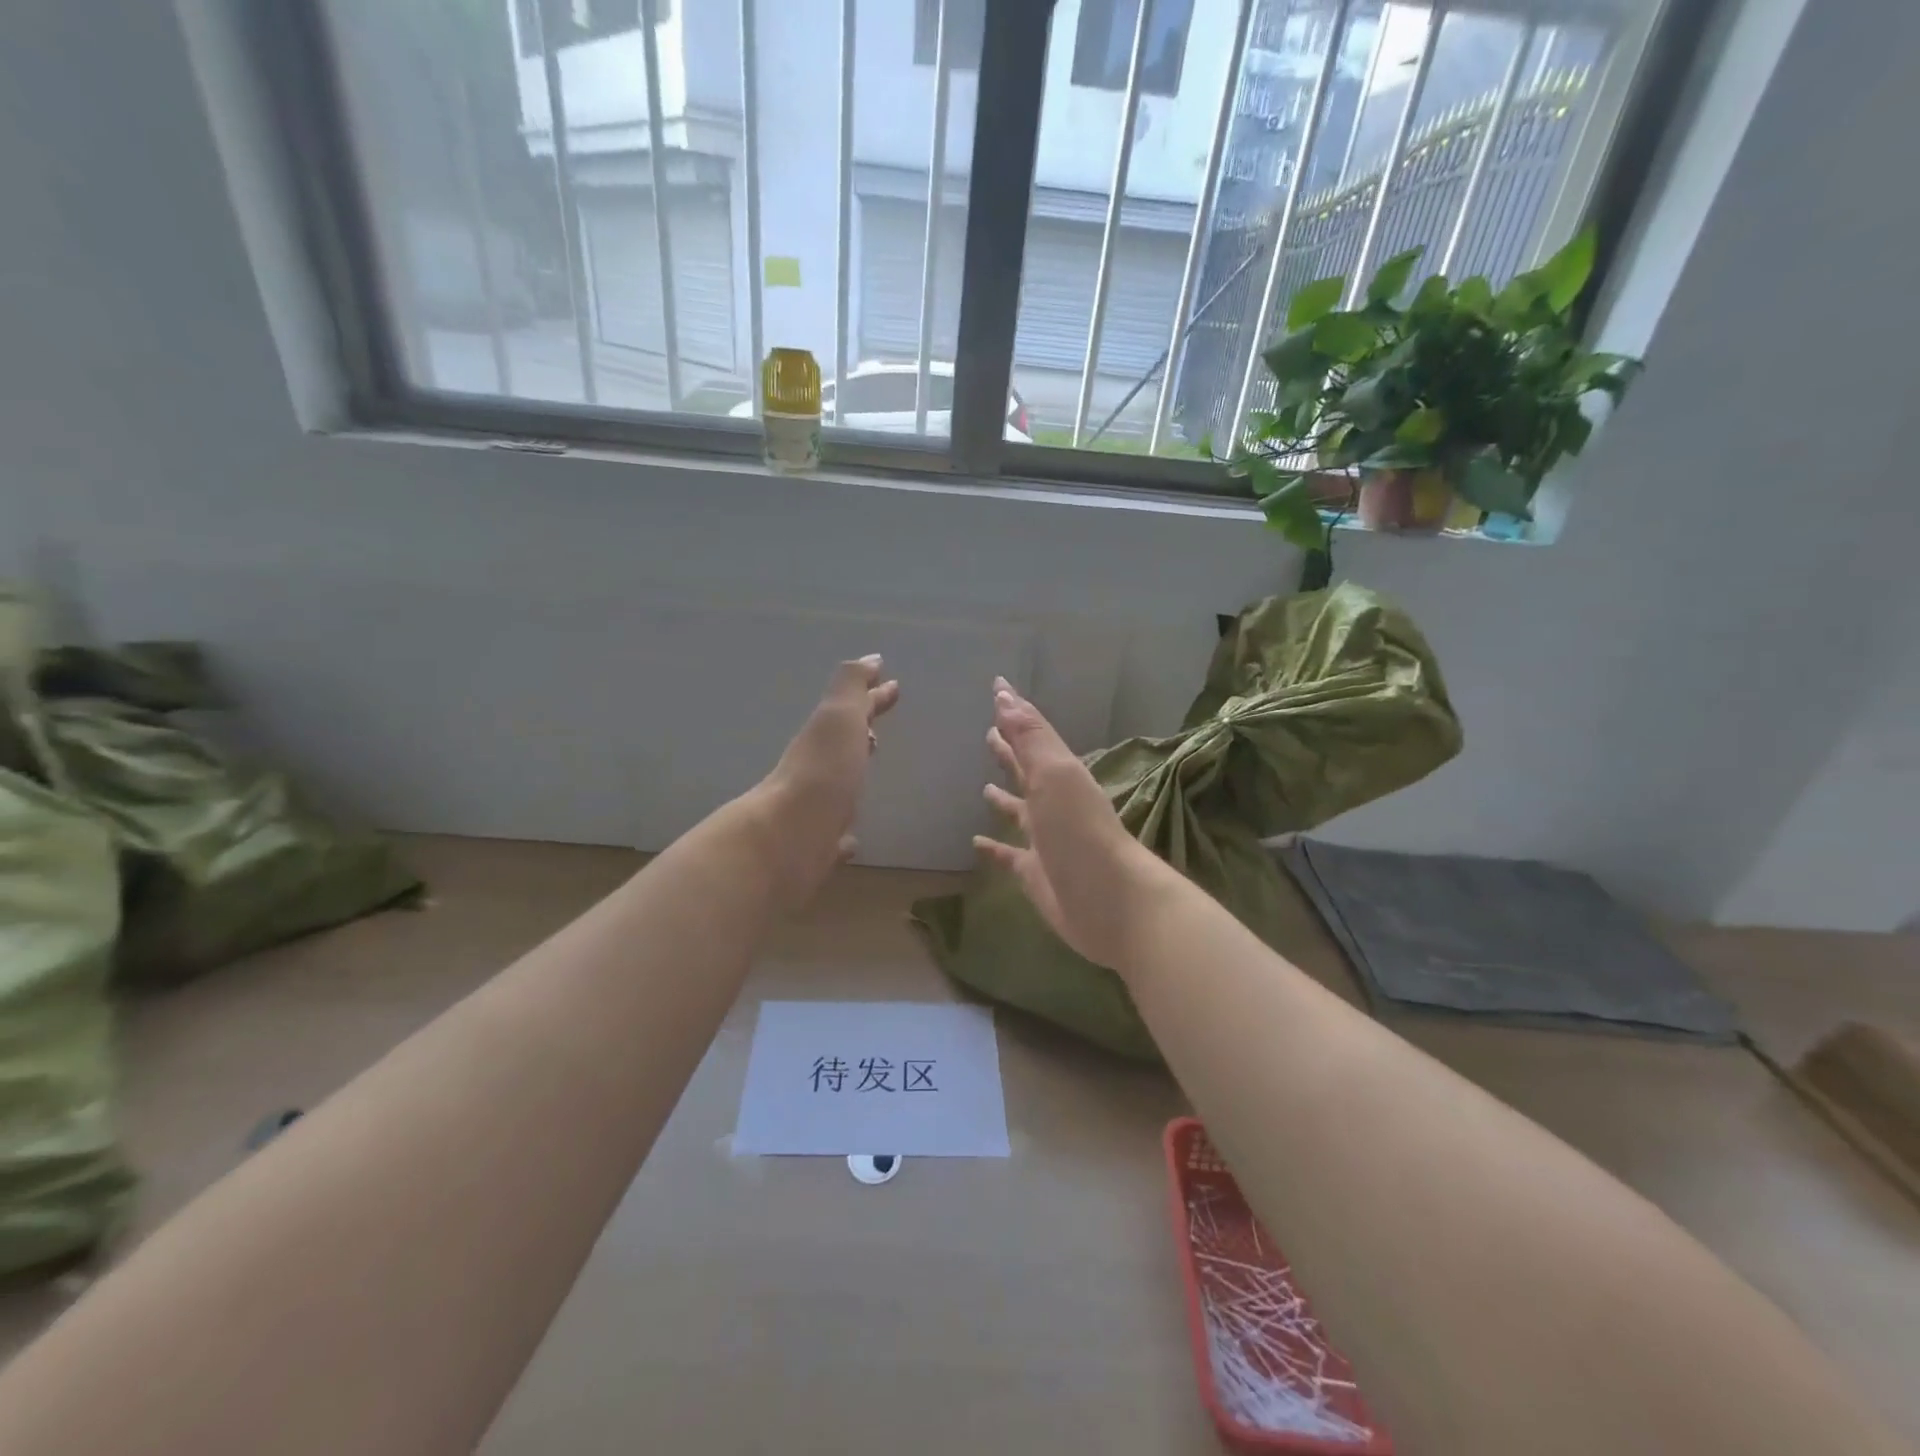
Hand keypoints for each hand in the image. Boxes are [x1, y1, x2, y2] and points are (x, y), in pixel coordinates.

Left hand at [752, 655, 899, 907]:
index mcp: (825, 738)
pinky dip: (846, 834)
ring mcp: (816, 810)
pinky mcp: (817, 848)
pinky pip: (836, 836)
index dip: (873, 697)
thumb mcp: (838, 717)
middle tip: (880, 729)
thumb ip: (852, 686)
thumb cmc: (822, 772)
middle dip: (862, 732)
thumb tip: (870, 659)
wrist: (787, 840)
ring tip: (869, 771)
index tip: (893, 686)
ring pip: (838, 787)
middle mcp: (818, 770)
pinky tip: (852, 841)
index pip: (854, 710)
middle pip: (844, 745)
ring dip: (853, 775)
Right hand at [974, 677, 1161, 971]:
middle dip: (1010, 751)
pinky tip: (976, 843)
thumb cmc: (1080, 831)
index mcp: (1059, 774)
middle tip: (988, 733)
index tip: (997, 687)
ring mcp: (1044, 838)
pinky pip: (1008, 855)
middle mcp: (1052, 802)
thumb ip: (1029, 736)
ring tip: (983, 785)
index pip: (1032, 735)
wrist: (1111, 900)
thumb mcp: (1054, 775)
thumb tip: (1003, 692)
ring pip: (1018, 811)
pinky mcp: (1034, 873)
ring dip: (1003, 797)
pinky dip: (993, 848)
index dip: (1014, 712)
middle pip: (1026, 770)